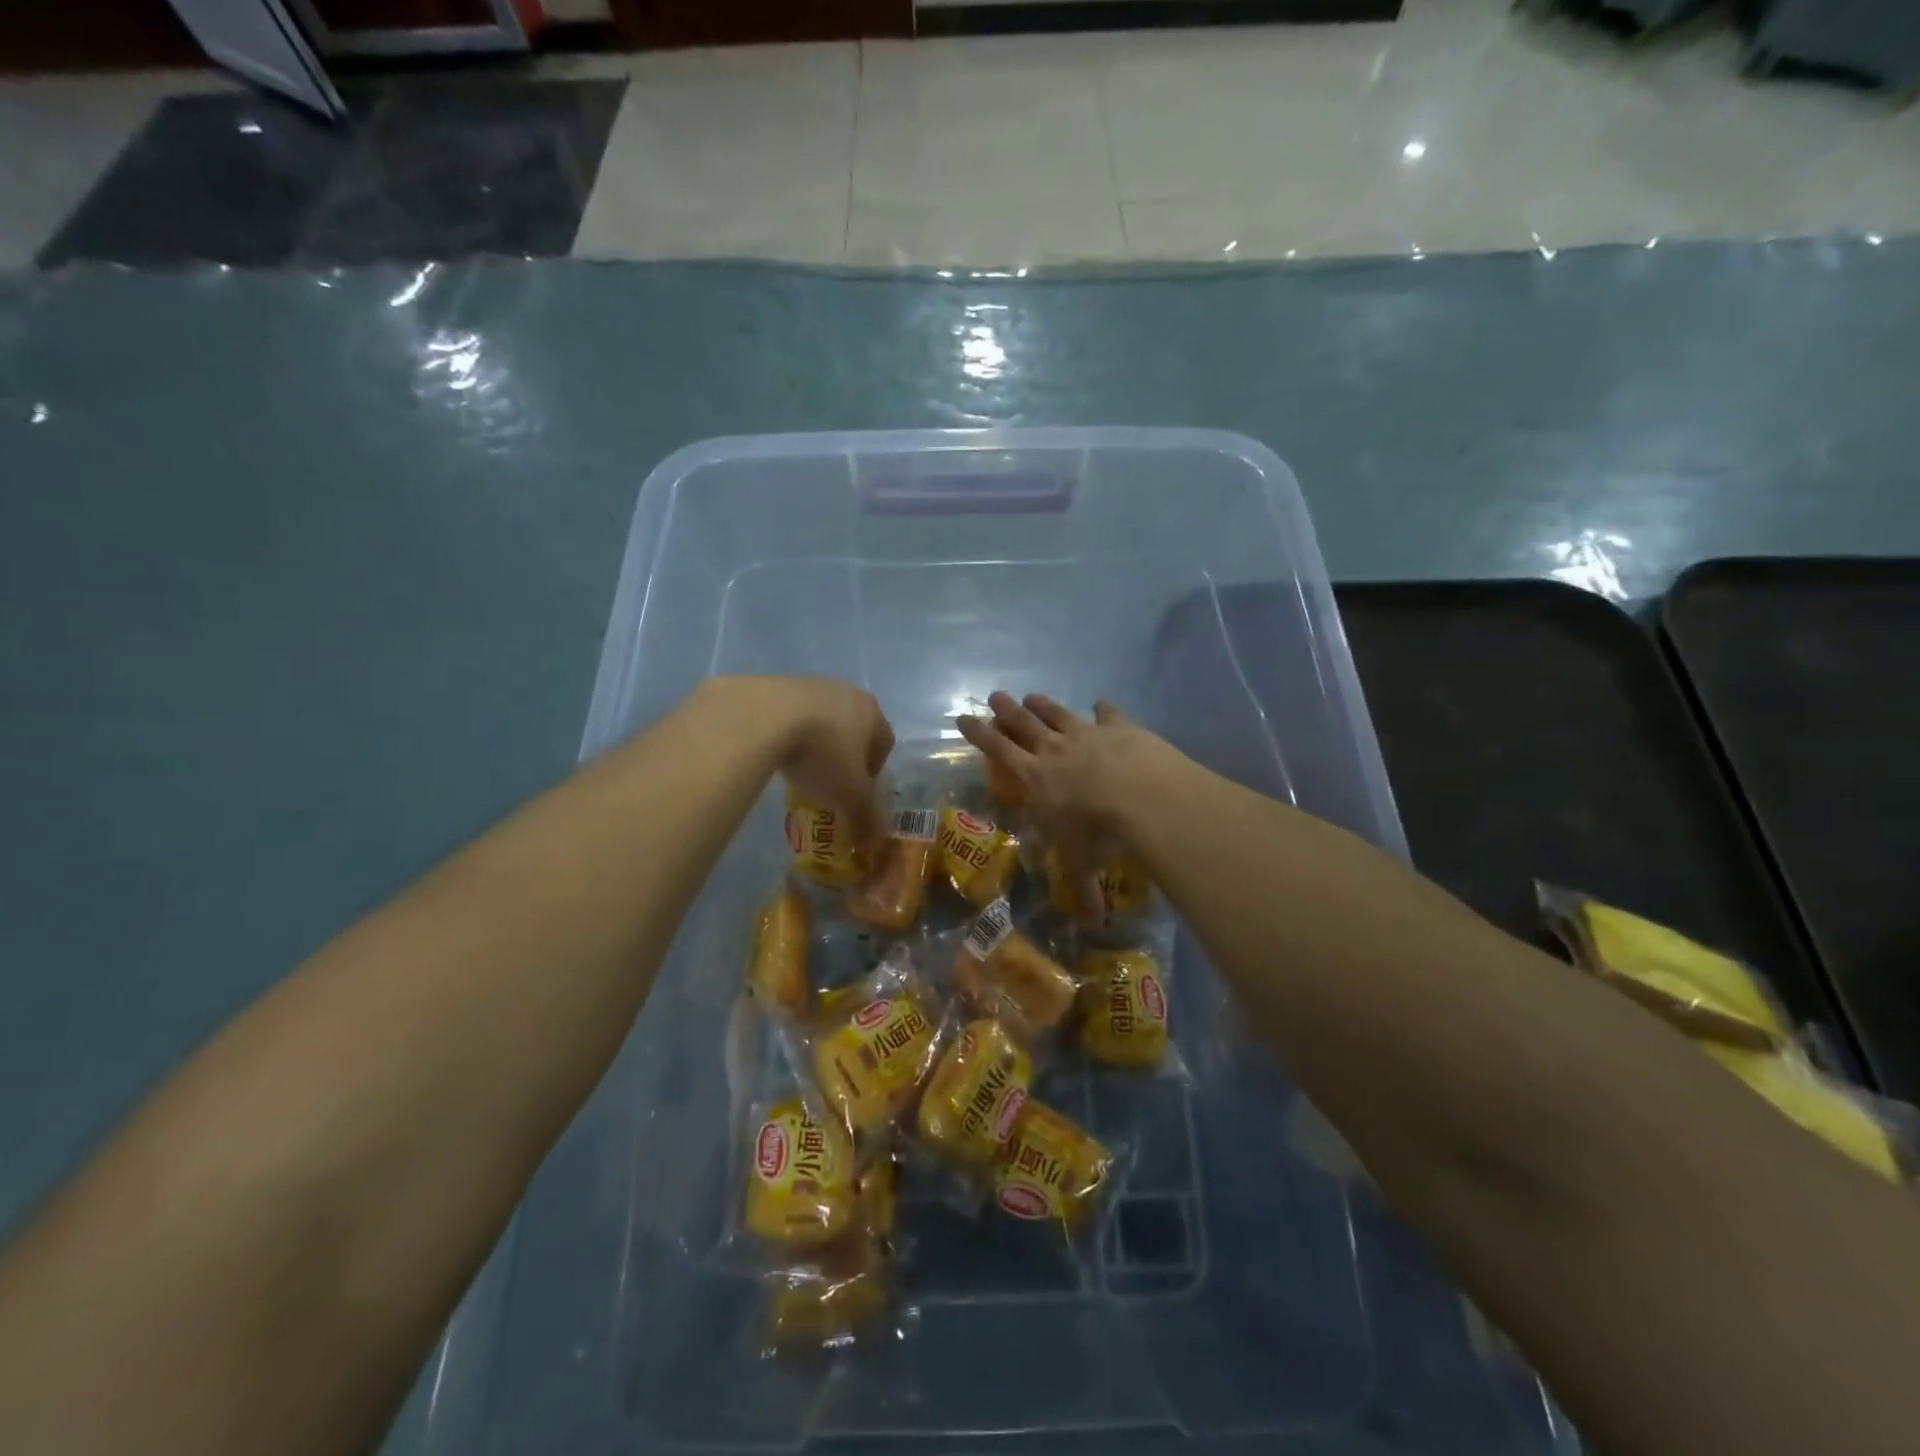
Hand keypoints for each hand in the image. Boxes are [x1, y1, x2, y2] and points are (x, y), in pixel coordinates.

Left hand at [727, 676, 894, 857]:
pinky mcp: (776, 683)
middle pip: (853, 727)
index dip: (874, 770)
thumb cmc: (822, 754)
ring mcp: (810, 683)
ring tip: (799, 768)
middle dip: (845, 754)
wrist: (763, 715)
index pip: (884, 742)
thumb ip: (866, 819)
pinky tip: (775, 751)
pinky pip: (790, 713)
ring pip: (822, 718)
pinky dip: (787, 731)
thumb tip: (876, 843)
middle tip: (830, 781)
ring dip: (816, 741)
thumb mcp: (849, 795)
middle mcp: (846, 692)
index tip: (858, 791)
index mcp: (872, 712)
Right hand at [956, 692, 1166, 918]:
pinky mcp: (1119, 726)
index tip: (963, 716)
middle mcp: (1056, 750)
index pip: (999, 751)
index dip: (980, 734)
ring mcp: (1087, 734)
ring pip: (1059, 714)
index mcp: (1036, 778)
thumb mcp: (1084, 865)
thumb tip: (1091, 927)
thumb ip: (1084, 892)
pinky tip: (1101, 704)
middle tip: (995, 696)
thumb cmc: (1098, 830)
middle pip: (1025, 724)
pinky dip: (1103, 709)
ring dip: (1044, 705)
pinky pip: (1107, 713)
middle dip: (1008, 711)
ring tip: (1032, 696)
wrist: (1140, 794)